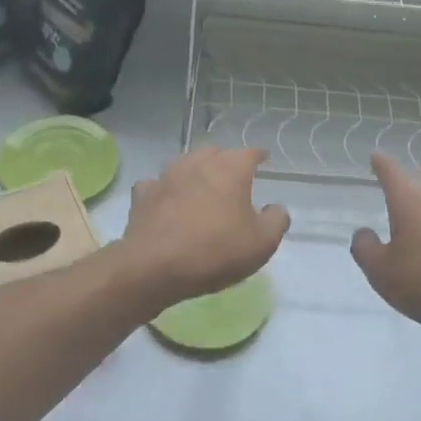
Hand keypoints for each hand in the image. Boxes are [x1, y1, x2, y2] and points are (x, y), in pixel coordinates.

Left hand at [117, 147, 288, 307]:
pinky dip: (166, 190)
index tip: (264, 160)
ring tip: (201, 188)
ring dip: (196, 172)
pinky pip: (158, 184)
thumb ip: (276, 220)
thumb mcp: (262, 243)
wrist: (154, 266)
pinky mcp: (143, 194)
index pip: (250, 153)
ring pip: (185, 164)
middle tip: (233, 178)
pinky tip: (168, 202)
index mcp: (230, 169)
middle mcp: (198, 163)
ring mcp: (167, 175)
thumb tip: (275, 208)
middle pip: (216, 153)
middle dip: (226, 161)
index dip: (259, 156)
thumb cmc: (216, 251)